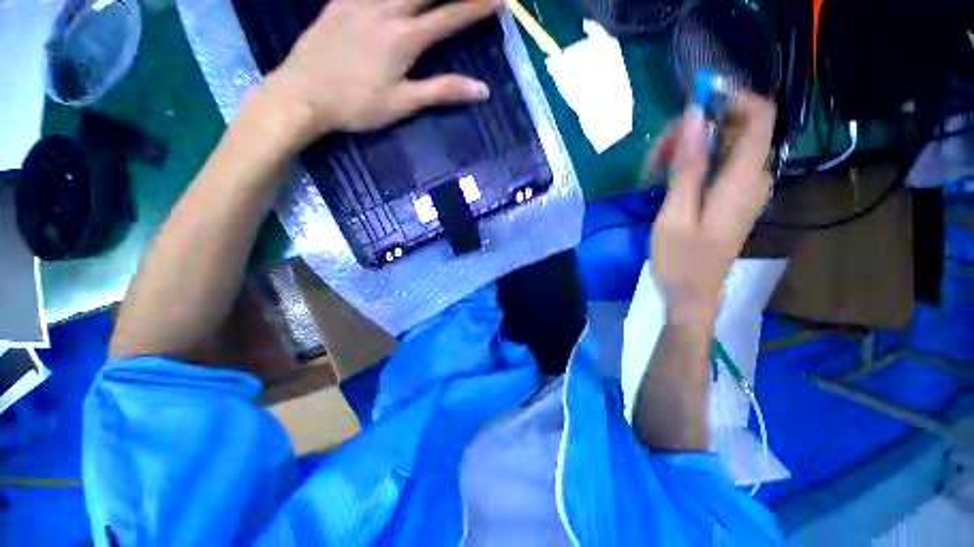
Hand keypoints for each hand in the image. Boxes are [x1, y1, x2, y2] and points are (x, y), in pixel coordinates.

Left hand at [262, 0, 500, 147]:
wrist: (303, 94)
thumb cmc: (357, 105)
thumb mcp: (404, 104)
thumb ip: (442, 91)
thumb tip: (482, 90)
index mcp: (405, 38)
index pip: (450, 17)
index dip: (477, 6)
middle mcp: (386, 9)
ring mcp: (361, 0)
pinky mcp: (341, 0)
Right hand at [648, 93, 774, 327]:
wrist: (692, 294)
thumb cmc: (680, 260)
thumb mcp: (676, 213)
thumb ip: (689, 166)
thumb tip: (695, 117)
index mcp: (744, 179)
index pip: (759, 115)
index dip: (730, 99)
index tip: (690, 108)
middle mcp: (754, 177)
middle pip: (736, 128)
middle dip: (696, 130)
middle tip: (657, 154)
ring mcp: (745, 188)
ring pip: (724, 146)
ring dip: (689, 148)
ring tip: (655, 170)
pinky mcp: (732, 198)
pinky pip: (719, 165)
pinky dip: (693, 163)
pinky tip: (668, 179)